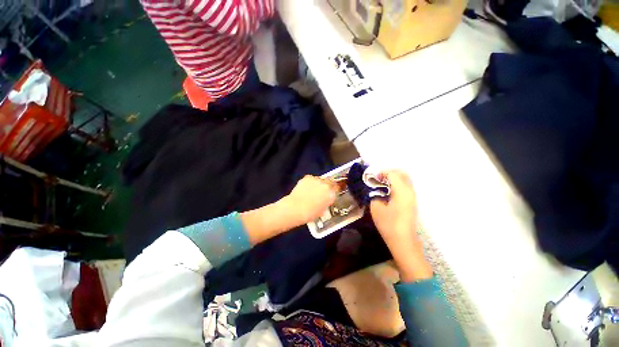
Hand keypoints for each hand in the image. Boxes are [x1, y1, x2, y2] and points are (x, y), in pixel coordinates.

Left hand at [282, 175, 337, 225]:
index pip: (337, 188)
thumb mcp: (322, 211)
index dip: (333, 190)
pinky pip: (311, 178)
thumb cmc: (309, 214)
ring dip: (318, 184)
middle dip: (326, 186)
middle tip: (321, 192)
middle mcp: (326, 185)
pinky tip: (305, 188)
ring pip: (320, 180)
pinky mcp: (308, 177)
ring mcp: (317, 180)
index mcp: (332, 194)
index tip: (330, 193)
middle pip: (329, 182)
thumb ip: (326, 203)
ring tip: (312, 190)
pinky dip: (309, 182)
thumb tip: (324, 201)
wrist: (296, 208)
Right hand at [370, 171, 417, 241]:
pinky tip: (387, 192)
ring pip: (405, 180)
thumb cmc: (388, 224)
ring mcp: (412, 196)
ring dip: (393, 179)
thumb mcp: (376, 208)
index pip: (393, 174)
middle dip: (389, 173)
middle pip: (402, 174)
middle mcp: (410, 191)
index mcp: (401, 191)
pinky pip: (405, 187)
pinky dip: (396, 184)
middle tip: (378, 179)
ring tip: (381, 185)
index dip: (381, 173)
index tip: (372, 178)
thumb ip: (374, 194)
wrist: (403, 241)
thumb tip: (374, 188)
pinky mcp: (412, 202)